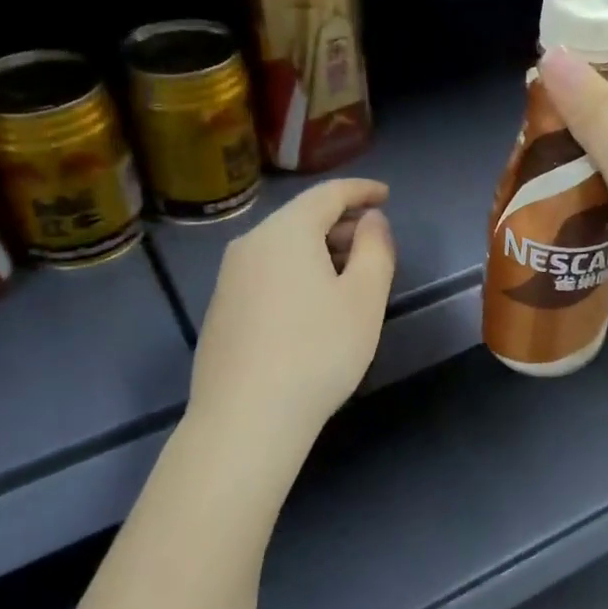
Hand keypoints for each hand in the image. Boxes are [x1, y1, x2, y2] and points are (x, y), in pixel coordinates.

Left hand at [188, 179, 395, 450]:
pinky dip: (297, 273)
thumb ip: (375, 248)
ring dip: (320, 251)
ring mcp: (229, 278)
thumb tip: (371, 220)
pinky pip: (267, 273)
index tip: (386, 195)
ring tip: (350, 276)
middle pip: (302, 219)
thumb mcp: (364, 298)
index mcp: (286, 232)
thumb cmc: (318, 351)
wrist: (245, 418)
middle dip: (342, 224)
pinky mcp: (221, 309)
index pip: (328, 194)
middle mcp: (250, 244)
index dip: (361, 190)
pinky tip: (313, 305)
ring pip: (283, 248)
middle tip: (375, 244)